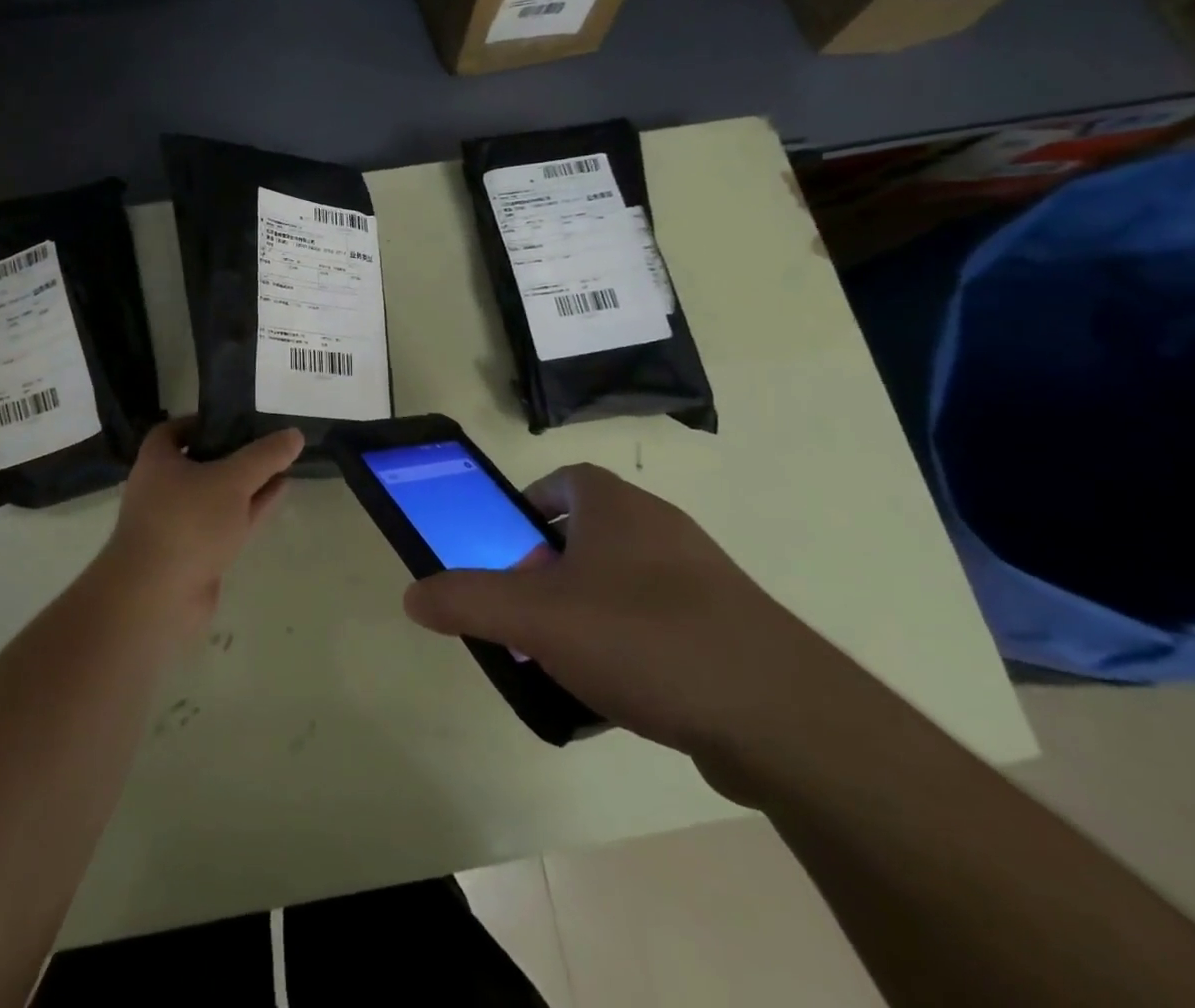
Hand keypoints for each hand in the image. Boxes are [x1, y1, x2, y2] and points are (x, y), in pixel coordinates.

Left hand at [97, 418, 303, 640]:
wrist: (157, 597)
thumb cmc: (187, 522)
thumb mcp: (232, 480)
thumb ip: (265, 456)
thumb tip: (295, 434)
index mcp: (158, 461)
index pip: (175, 431)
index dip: (203, 422)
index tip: (236, 419)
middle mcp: (163, 489)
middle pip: (201, 462)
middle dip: (235, 453)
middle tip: (269, 442)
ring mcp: (179, 523)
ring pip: (218, 495)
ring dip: (248, 483)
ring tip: (284, 466)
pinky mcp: (195, 553)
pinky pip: (226, 522)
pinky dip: (250, 508)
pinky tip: (278, 495)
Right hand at [403, 464, 864, 787]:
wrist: (781, 715)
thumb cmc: (642, 637)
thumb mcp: (535, 617)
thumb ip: (467, 600)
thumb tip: (412, 594)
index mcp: (616, 507)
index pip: (565, 480)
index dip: (531, 504)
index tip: (508, 543)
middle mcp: (661, 529)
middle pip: (591, 533)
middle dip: (550, 567)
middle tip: (525, 609)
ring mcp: (702, 579)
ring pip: (625, 581)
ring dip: (588, 608)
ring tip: (562, 658)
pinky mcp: (730, 630)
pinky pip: (661, 623)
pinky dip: (630, 645)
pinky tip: (618, 694)